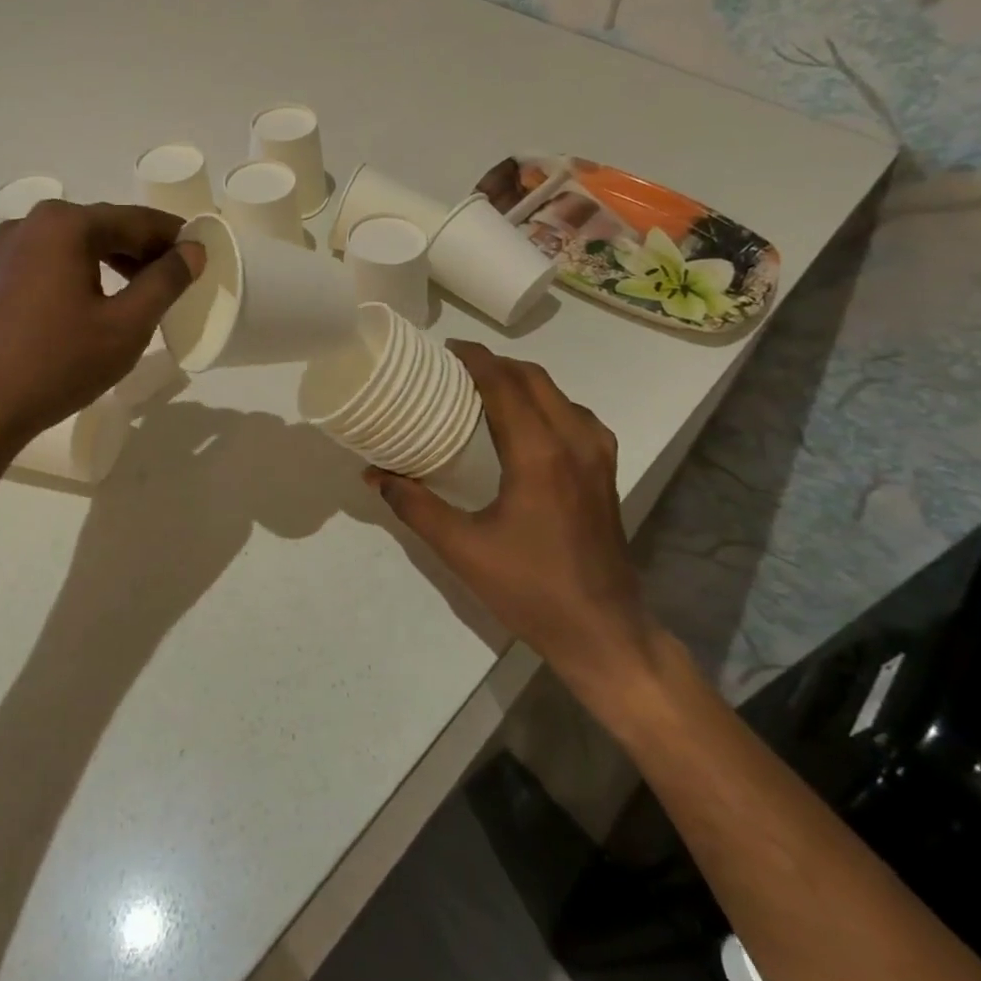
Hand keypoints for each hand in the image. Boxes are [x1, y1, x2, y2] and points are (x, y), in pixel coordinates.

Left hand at [0, 201, 202, 448]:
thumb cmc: (59, 363)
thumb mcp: (126, 325)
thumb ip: (165, 282)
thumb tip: (192, 250)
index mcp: (65, 224)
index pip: (136, 220)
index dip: (173, 236)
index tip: (202, 253)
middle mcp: (32, 222)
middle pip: (104, 226)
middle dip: (144, 249)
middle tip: (177, 277)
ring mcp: (7, 247)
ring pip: (77, 243)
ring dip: (114, 260)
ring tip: (144, 290)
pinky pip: (52, 260)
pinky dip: (83, 271)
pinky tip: (98, 300)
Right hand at [366, 342, 662, 702]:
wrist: (603, 632)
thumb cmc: (530, 589)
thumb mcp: (462, 549)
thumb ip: (415, 506)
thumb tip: (374, 475)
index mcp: (539, 453)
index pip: (505, 384)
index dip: (475, 359)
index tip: (446, 349)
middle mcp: (574, 441)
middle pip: (534, 379)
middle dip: (496, 364)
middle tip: (457, 368)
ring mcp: (598, 456)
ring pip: (559, 394)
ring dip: (523, 381)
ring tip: (487, 389)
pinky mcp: (607, 472)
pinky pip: (576, 416)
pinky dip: (548, 403)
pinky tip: (528, 424)